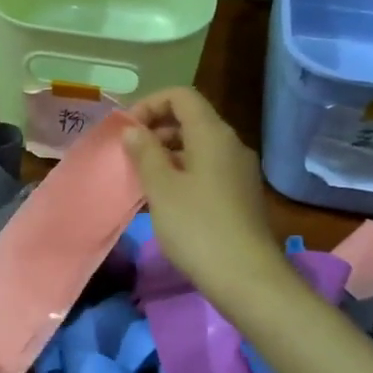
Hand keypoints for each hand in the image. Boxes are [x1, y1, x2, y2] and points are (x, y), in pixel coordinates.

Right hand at [122, 87, 282, 304]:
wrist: (246, 277)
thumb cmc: (197, 227)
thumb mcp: (161, 188)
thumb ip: (144, 152)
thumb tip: (134, 130)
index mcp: (212, 134)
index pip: (181, 96)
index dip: (150, 104)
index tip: (127, 130)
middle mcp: (230, 144)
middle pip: (191, 119)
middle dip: (156, 130)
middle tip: (129, 156)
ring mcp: (239, 170)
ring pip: (198, 146)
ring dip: (167, 154)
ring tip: (142, 179)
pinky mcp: (240, 194)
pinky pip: (207, 169)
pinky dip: (183, 172)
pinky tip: (165, 199)